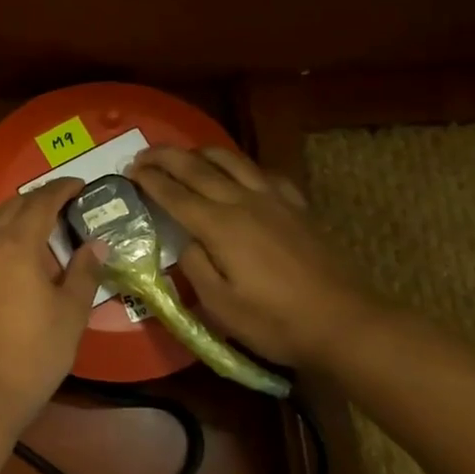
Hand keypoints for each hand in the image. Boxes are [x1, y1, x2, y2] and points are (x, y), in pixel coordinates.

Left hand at [0, 179, 103, 427]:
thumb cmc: (35, 353)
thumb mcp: (70, 313)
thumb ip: (83, 273)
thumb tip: (97, 245)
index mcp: (16, 245)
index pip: (40, 203)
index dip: (61, 190)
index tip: (79, 185)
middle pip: (9, 207)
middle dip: (36, 198)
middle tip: (60, 203)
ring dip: (5, 211)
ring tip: (25, 221)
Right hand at [129, 146, 378, 369]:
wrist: (344, 321)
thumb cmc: (275, 321)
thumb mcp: (220, 306)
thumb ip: (195, 267)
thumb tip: (187, 241)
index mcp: (220, 226)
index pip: (175, 194)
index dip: (149, 180)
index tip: (129, 171)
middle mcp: (244, 202)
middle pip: (198, 168)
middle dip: (166, 157)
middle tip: (143, 154)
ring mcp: (275, 200)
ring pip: (232, 160)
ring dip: (202, 152)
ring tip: (185, 154)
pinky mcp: (297, 207)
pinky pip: (264, 173)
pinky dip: (242, 166)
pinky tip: (240, 174)